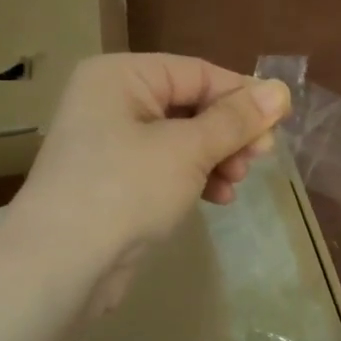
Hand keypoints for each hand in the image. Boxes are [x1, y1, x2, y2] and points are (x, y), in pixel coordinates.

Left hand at [8, 53, 291, 311]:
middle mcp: (112, 100)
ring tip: (237, 183)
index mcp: (122, 76)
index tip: (281, 124)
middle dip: (230, 133)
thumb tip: (281, 90)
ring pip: (183, 138)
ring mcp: (110, 142)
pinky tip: (218, 198)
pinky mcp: (114, 180)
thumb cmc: (126, 190)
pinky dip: (195, 177)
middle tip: (262, 158)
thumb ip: (236, 119)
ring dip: (217, 158)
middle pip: (191, 104)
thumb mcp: (189, 149)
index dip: (243, 97)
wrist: (59, 267)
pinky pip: (166, 166)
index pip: (198, 72)